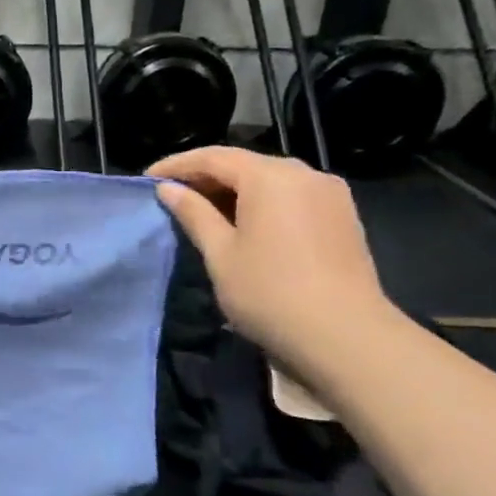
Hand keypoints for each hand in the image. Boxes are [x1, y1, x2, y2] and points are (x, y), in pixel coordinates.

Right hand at [150, 147, 393, 364]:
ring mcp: (329, 194)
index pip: (213, 157)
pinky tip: (243, 223)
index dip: (176, 165)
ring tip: (203, 210)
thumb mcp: (220, 253)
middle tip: (172, 194)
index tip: (147, 179)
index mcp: (270, 176)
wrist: (348, 338)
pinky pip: (291, 196)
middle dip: (206, 176)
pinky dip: (261, 202)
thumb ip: (194, 213)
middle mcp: (304, 174)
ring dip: (234, 190)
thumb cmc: (271, 292)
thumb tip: (168, 189)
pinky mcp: (343, 217)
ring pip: (270, 180)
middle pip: (244, 164)